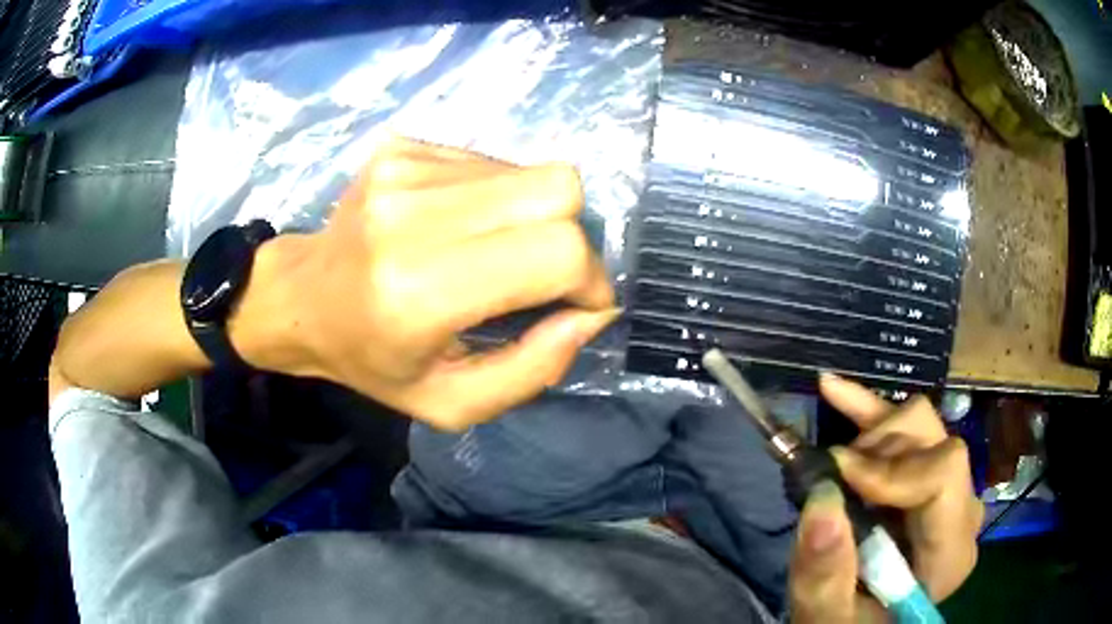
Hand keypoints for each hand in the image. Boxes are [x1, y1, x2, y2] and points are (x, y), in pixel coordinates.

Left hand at [233, 137, 617, 429]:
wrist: (303, 298)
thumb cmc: (374, 360)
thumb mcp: (453, 402)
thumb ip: (534, 370)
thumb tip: (591, 313)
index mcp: (420, 290)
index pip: (556, 252)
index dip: (588, 279)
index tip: (577, 304)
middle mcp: (411, 214)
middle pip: (557, 189)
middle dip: (572, 237)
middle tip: (541, 274)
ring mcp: (403, 169)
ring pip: (530, 172)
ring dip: (529, 217)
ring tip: (489, 251)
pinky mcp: (402, 148)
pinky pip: (491, 163)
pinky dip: (495, 198)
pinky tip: (459, 226)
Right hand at [788, 374, 983, 622]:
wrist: (860, 623)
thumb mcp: (827, 617)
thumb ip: (826, 574)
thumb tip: (822, 499)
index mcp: (950, 553)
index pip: (944, 474)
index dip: (891, 468)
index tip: (838, 477)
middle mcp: (962, 513)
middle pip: (935, 442)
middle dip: (876, 452)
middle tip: (831, 476)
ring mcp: (950, 491)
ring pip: (922, 424)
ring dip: (870, 436)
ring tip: (834, 465)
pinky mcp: (929, 478)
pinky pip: (910, 426)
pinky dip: (870, 409)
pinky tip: (835, 390)